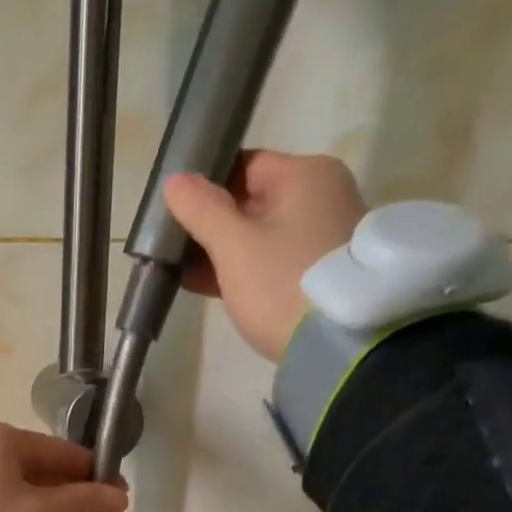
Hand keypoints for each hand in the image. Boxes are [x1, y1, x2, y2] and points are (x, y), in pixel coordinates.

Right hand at [163, 151, 366, 361]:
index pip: (245, 166)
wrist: (338, 345)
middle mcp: (324, 195)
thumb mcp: (234, 247)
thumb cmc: (282, 284)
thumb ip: (202, 211)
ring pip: (262, 235)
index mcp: (306, 174)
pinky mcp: (321, 274)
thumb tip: (175, 181)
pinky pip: (275, 261)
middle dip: (213, 224)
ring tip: (183, 271)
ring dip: (225, 252)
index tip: (176, 212)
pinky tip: (211, 288)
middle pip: (254, 201)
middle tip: (173, 246)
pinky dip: (246, 271)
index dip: (206, 187)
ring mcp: (326, 236)